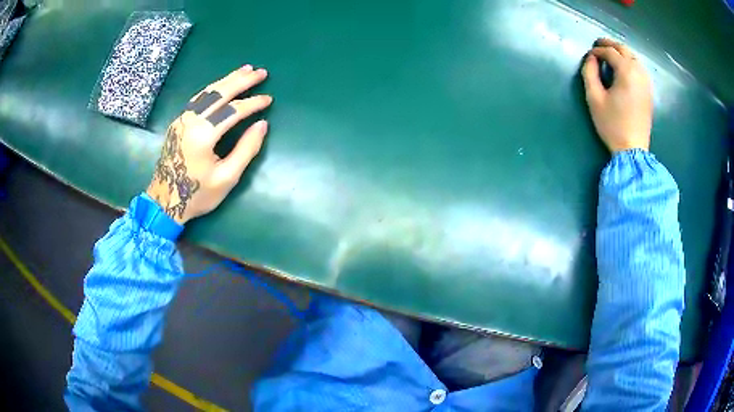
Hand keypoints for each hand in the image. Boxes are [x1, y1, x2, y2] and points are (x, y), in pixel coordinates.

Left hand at [146, 65, 271, 223]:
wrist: (164, 202)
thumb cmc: (197, 195)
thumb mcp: (227, 178)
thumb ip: (246, 149)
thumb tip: (262, 125)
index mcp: (203, 136)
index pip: (233, 111)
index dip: (253, 103)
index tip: (269, 99)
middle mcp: (190, 121)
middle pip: (219, 93)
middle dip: (242, 81)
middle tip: (261, 72)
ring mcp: (182, 120)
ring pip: (207, 92)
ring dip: (227, 80)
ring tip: (245, 70)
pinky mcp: (178, 123)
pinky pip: (198, 98)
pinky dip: (213, 88)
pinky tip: (222, 85)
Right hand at [582, 38, 651, 152]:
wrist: (633, 149)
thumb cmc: (612, 124)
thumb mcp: (594, 98)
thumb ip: (589, 73)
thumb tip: (591, 58)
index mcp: (626, 71)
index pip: (609, 52)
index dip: (597, 50)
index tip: (589, 54)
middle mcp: (638, 72)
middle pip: (623, 49)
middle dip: (609, 45)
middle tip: (598, 46)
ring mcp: (646, 82)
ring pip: (633, 57)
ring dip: (621, 52)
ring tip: (610, 55)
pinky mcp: (649, 91)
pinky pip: (640, 68)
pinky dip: (630, 62)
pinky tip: (624, 68)